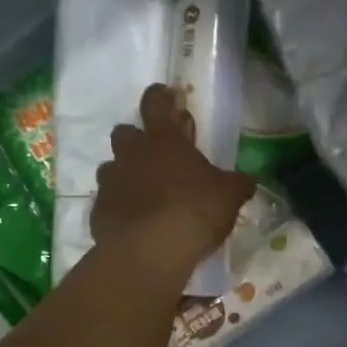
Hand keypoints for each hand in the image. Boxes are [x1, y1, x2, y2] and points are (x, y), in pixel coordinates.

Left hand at [91, 85, 254, 286]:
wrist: (150, 252)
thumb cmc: (194, 211)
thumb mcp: (229, 196)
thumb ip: (236, 184)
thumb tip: (247, 181)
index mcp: (164, 141)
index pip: (156, 104)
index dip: (160, 96)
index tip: (165, 94)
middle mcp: (131, 154)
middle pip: (125, 133)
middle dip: (137, 140)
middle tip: (155, 157)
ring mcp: (111, 182)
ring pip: (112, 168)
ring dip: (126, 175)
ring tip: (145, 194)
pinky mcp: (98, 212)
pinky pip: (108, 202)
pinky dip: (119, 208)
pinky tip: (134, 224)